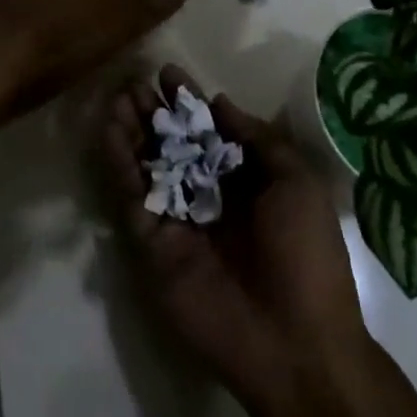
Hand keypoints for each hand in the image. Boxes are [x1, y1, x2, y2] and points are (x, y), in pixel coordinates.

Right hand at [102, 67, 370, 414]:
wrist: (296, 344)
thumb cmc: (306, 254)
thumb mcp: (296, 183)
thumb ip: (257, 140)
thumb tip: (220, 102)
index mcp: (243, 183)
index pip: (207, 132)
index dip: (188, 102)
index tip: (167, 72)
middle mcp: (207, 196)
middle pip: (172, 145)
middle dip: (153, 113)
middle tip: (132, 82)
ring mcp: (178, 221)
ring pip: (147, 166)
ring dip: (131, 131)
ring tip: (117, 99)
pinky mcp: (153, 246)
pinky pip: (132, 198)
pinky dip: (119, 164)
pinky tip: (111, 132)